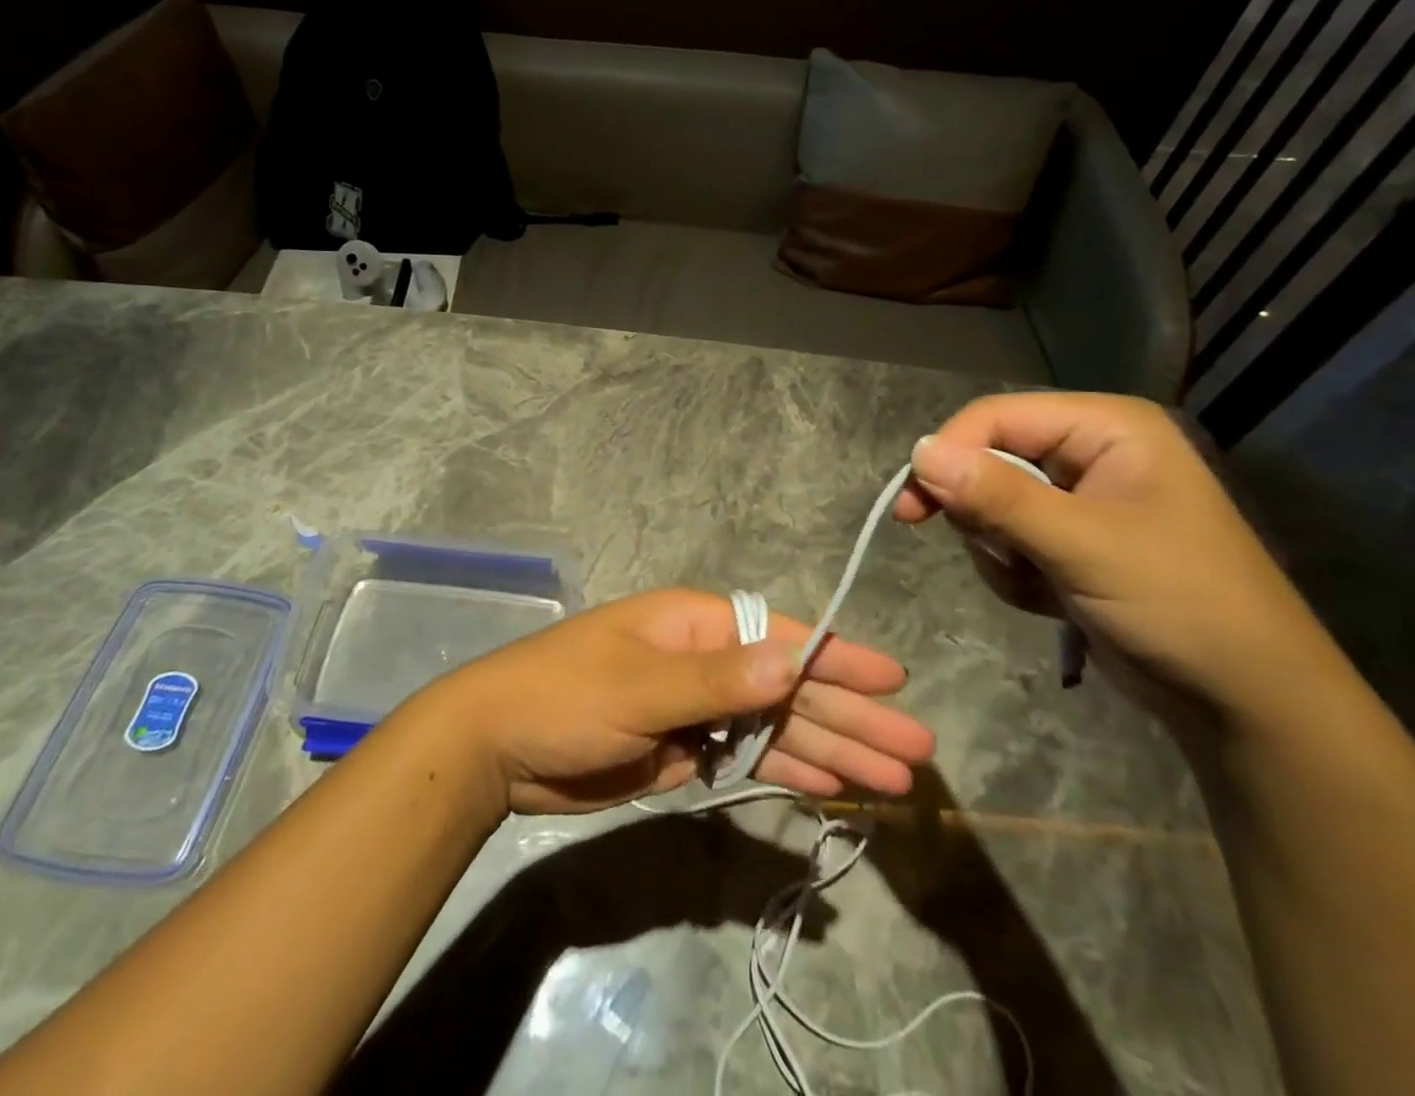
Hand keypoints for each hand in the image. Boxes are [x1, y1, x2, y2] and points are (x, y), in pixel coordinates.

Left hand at [426, 587, 936, 815]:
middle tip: (916, 752)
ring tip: (890, 780)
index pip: (783, 639)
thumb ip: (719, 679)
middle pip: (790, 689)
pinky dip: (786, 772)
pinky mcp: (685, 749)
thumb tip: (794, 661)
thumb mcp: (641, 685)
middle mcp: (706, 659)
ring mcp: (697, 707)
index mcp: (697, 625)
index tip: (895, 682)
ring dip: (829, 751)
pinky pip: (747, 758)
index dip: (840, 661)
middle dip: (850, 717)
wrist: (498, 746)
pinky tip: (829, 788)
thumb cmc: (567, 695)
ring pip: (776, 728)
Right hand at [894, 391, 1345, 735]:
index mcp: (1106, 428)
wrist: (1245, 702)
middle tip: (1004, 555)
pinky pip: (1005, 540)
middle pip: (988, 459)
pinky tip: (1052, 600)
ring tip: (1045, 585)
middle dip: (985, 515)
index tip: (911, 508)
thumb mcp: (1083, 546)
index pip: (996, 417)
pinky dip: (1015, 573)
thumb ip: (998, 496)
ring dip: (1001, 551)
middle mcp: (1090, 452)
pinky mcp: (1069, 541)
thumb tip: (918, 451)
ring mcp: (1079, 499)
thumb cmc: (1179, 605)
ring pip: (988, 505)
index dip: (949, 455)